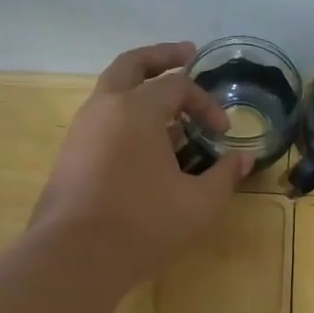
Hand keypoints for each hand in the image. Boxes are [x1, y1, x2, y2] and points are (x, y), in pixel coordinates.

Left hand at [33, 42, 253, 279]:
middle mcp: (104, 108)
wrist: (75, 257)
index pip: (178, 86)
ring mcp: (81, 131)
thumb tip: (243, 160)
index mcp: (136, 110)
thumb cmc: (144, 225)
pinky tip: (145, 146)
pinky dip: (126, 117)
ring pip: (112, 93)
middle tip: (187, 54)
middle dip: (161, 57)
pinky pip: (102, 120)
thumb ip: (224, 177)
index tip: (223, 132)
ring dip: (142, 91)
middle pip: (132, 65)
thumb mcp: (199, 204)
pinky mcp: (70, 156)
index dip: (206, 103)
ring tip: (170, 113)